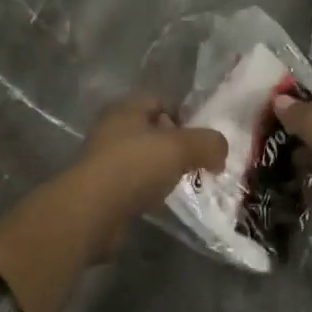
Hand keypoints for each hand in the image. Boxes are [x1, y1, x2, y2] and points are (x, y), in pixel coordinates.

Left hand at [74, 94, 225, 259]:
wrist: (90, 212)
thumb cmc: (134, 166)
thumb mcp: (180, 148)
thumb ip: (208, 143)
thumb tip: (220, 150)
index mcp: (127, 108)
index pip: (160, 99)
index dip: (184, 114)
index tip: (201, 137)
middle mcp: (112, 128)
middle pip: (152, 129)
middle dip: (176, 143)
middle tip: (197, 161)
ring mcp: (104, 159)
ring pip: (143, 157)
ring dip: (162, 169)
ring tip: (182, 183)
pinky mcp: (102, 189)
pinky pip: (133, 183)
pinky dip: (149, 190)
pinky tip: (161, 202)